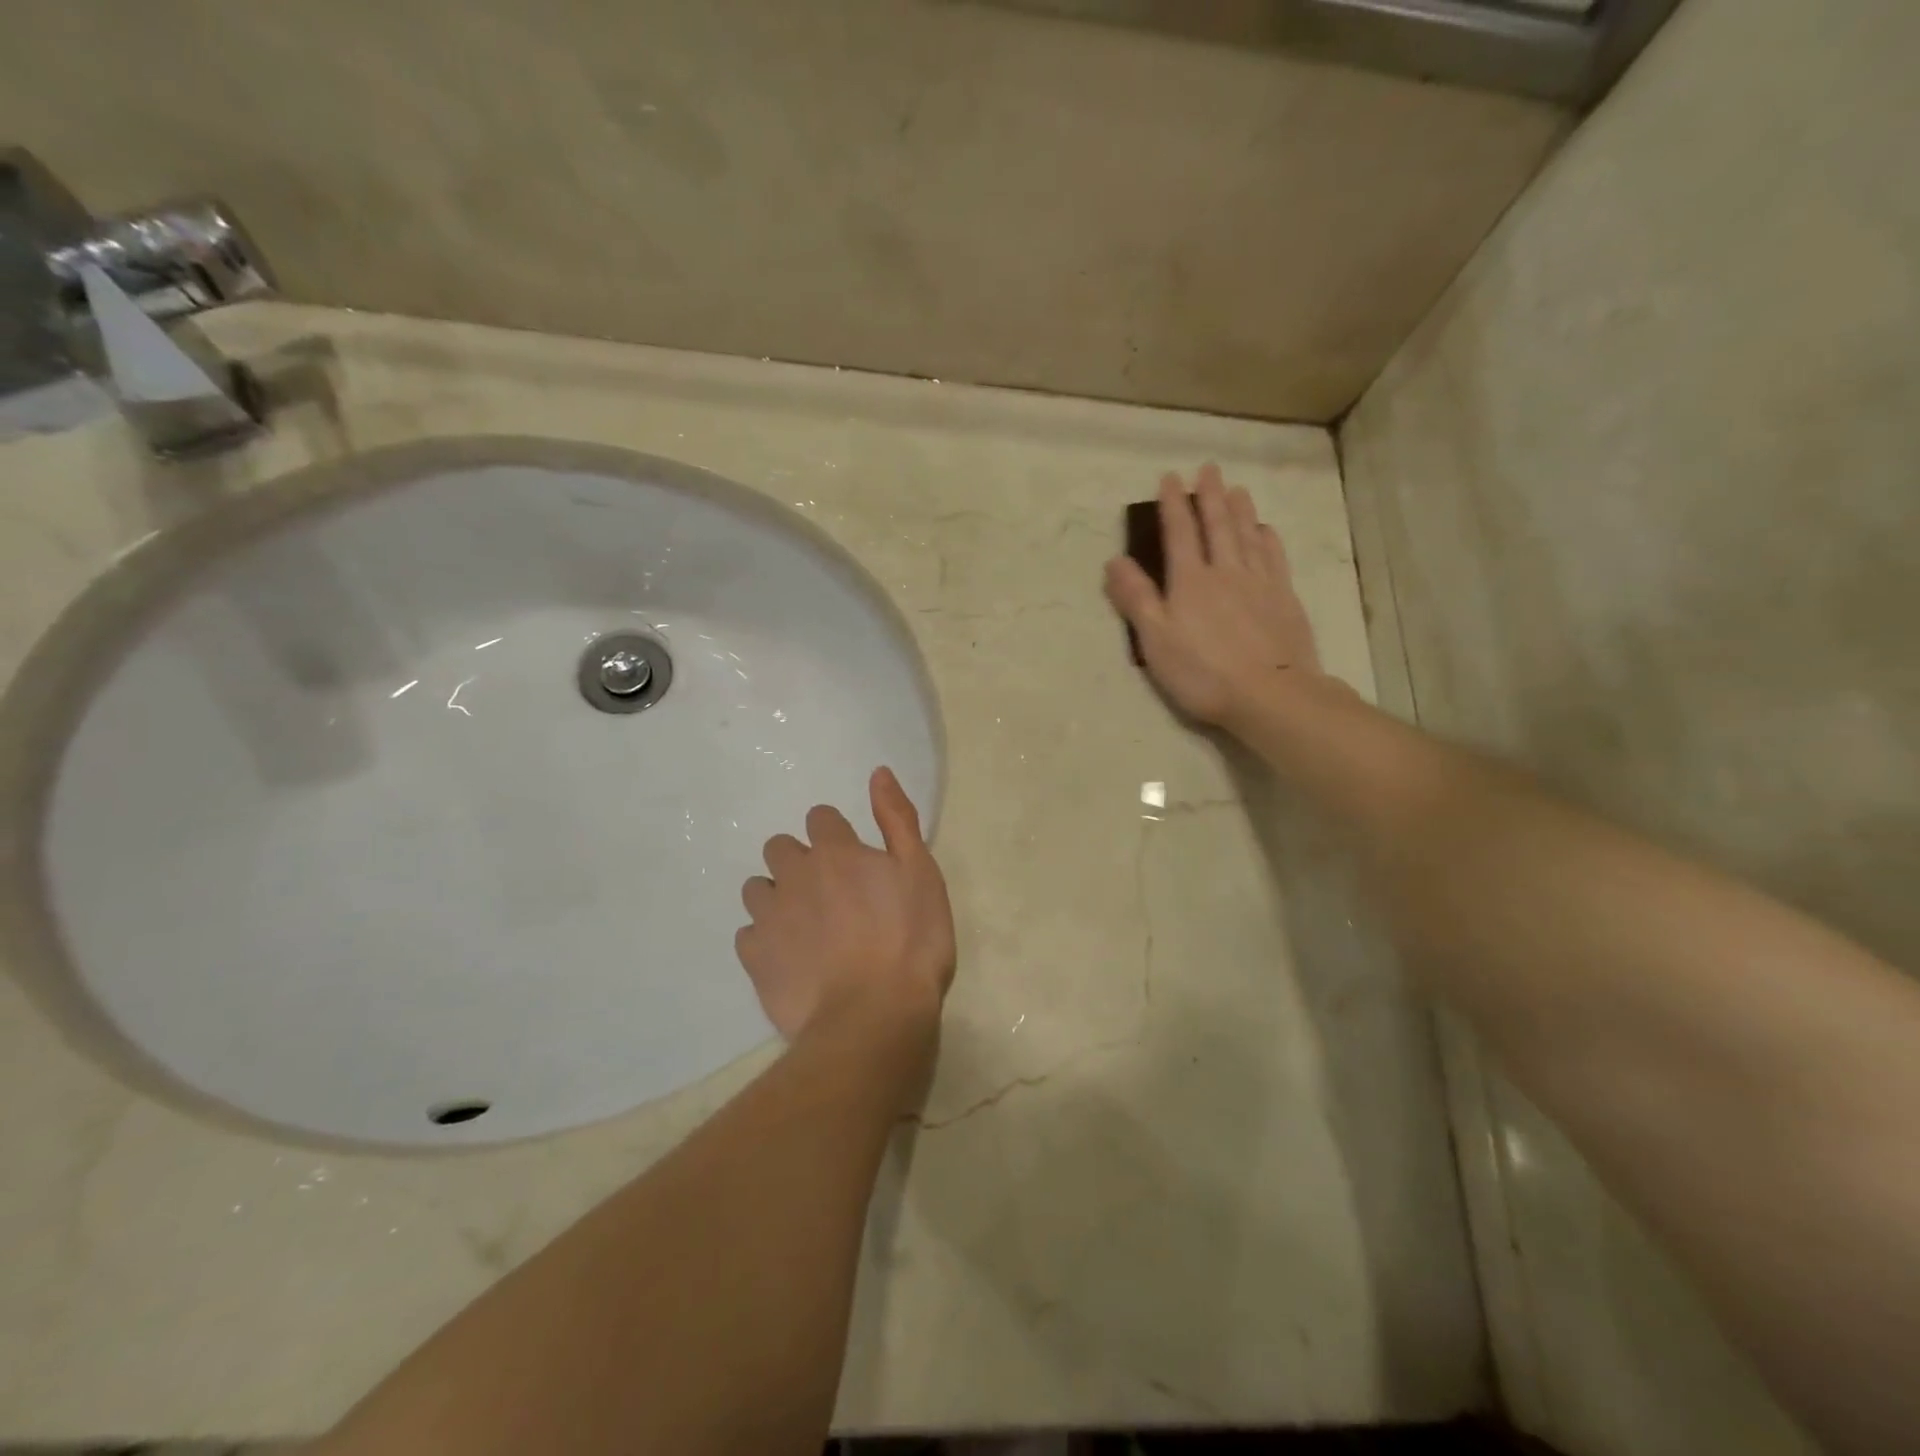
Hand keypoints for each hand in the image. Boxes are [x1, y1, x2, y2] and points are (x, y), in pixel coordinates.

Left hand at [737, 767, 955, 1042]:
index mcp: (835, 851)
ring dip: (777, 898)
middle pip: (780, 848)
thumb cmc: (911, 940)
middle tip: (830, 894)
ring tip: (806, 928)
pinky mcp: (755, 957)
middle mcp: (794, 874)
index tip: (854, 861)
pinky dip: (765, 940)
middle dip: (799, 862)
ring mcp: (770, 916)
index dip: (836, 835)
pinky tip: (790, 959)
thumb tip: (878, 772)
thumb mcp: (921, 872)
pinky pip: (749, 935)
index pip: (820, 817)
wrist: (874, 1016)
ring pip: (758, 889)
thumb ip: (897, 819)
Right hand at [1104, 462, 1321, 726]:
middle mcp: (1225, 572)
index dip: (1173, 504)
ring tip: (1236, 489)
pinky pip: (1274, 559)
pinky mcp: (1284, 599)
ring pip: (1248, 536)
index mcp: (1190, 581)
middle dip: (1209, 496)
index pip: (1179, 533)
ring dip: (1240, 510)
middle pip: (1217, 526)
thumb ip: (1136, 598)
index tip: (1169, 478)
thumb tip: (1114, 560)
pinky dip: (1268, 540)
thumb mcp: (1155, 640)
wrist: (1270, 694)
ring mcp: (1259, 583)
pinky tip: (1266, 531)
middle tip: (1208, 468)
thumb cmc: (1203, 672)